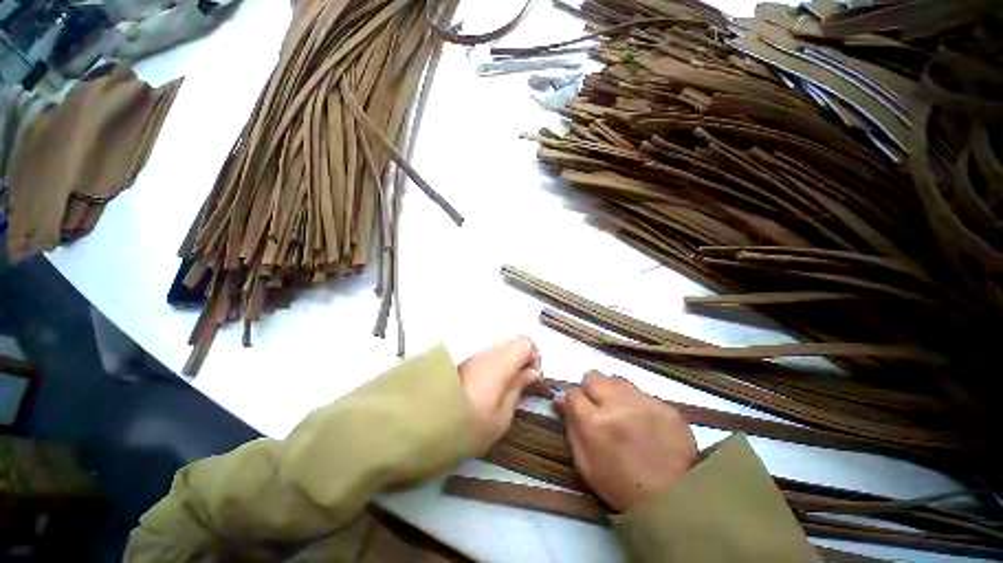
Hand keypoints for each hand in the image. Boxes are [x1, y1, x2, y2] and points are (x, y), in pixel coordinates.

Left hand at [459, 337, 542, 451]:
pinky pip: (487, 355)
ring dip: (508, 362)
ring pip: (500, 348)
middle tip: (520, 384)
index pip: (526, 343)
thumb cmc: (467, 427)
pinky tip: (488, 386)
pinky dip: (494, 365)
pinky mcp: (463, 360)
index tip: (532, 378)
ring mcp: (473, 354)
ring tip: (504, 388)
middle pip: (513, 343)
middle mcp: (487, 352)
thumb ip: (519, 387)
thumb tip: (532, 371)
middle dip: (522, 359)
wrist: (422, 426)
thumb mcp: (501, 416)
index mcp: (500, 363)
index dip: (534, 358)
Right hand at [556, 371, 696, 512]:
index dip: (573, 401)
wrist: (675, 501)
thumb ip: (571, 426)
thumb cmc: (620, 485)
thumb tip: (560, 400)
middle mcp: (617, 403)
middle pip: (593, 377)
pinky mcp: (666, 405)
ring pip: (617, 380)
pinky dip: (637, 403)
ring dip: (613, 392)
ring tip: (622, 412)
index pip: (573, 393)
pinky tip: (644, 422)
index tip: (578, 410)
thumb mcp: (585, 463)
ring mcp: (644, 402)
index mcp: (594, 421)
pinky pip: (641, 393)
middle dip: (591, 390)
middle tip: (599, 408)